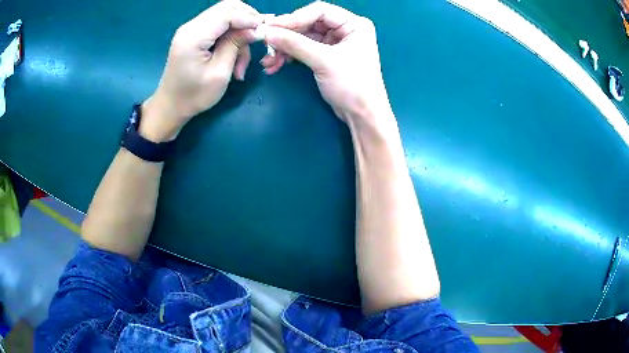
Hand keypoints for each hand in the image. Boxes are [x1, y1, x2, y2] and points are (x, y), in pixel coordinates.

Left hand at [141, 0, 261, 141]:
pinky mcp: (194, 33)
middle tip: (257, 38)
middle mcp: (191, 26)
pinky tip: (233, 55)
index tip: (264, 31)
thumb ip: (236, 45)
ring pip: (225, 15)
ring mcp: (191, 28)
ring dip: (239, 32)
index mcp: (194, 36)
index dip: (249, 18)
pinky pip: (219, 25)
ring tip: (241, 60)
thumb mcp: (220, 73)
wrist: (170, 106)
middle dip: (247, 19)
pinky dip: (230, 35)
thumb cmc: (194, 96)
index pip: (227, 12)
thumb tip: (256, 28)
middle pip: (227, 6)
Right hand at [261, 2, 393, 126]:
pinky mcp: (327, 56)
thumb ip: (294, 44)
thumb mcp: (323, 61)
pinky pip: (304, 50)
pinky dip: (290, 57)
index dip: (294, 17)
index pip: (319, 11)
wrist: (362, 116)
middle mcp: (345, 29)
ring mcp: (335, 43)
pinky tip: (275, 65)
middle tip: (266, 44)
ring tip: (268, 62)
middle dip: (286, 36)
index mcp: (354, 24)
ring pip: (303, 38)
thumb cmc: (352, 85)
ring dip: (285, 49)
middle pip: (308, 24)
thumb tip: (266, 32)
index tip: (271, 27)